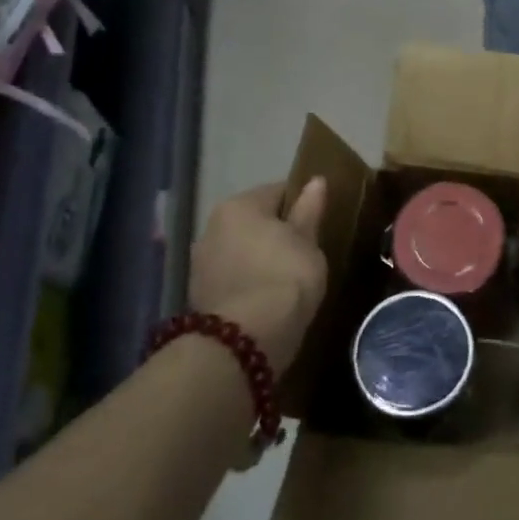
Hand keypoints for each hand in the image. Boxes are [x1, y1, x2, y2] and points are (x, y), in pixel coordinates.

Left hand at [189, 179, 327, 371]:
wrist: (246, 338)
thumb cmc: (286, 277)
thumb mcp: (308, 241)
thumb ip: (309, 210)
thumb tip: (316, 181)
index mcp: (239, 206)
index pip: (278, 191)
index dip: (303, 204)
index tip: (320, 222)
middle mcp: (212, 227)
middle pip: (254, 221)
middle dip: (277, 231)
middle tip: (306, 250)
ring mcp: (201, 262)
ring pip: (241, 249)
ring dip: (260, 257)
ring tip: (287, 276)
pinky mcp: (199, 295)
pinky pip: (233, 276)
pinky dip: (248, 280)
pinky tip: (268, 296)